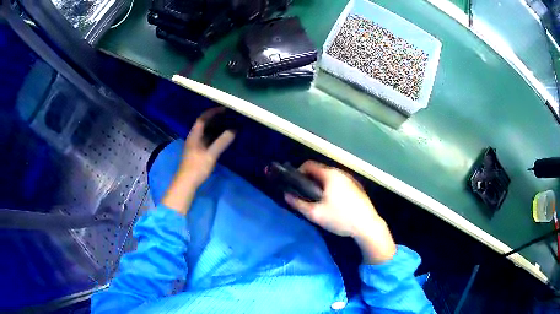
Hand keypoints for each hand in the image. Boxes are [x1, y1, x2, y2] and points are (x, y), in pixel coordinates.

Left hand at [162, 108, 234, 214]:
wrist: (186, 183)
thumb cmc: (197, 167)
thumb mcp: (211, 154)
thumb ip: (222, 142)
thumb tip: (234, 130)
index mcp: (194, 136)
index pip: (202, 119)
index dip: (212, 112)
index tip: (224, 109)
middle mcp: (193, 138)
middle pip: (203, 124)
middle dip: (215, 119)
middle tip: (228, 117)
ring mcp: (194, 146)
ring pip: (205, 133)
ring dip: (215, 128)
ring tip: (227, 126)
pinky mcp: (197, 153)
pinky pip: (206, 140)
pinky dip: (214, 137)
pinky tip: (221, 140)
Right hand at [285, 161, 395, 263]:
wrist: (368, 225)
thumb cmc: (340, 218)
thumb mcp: (316, 214)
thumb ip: (298, 204)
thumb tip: (286, 195)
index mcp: (330, 175)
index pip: (309, 164)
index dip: (298, 172)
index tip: (293, 184)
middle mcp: (341, 173)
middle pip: (319, 171)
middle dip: (309, 180)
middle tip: (303, 195)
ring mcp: (350, 179)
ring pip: (329, 178)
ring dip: (320, 185)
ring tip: (316, 200)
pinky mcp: (356, 187)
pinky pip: (338, 183)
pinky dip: (331, 188)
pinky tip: (332, 203)